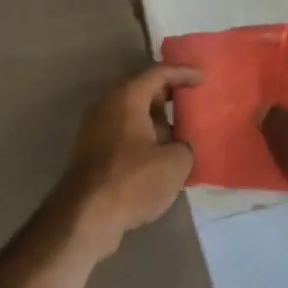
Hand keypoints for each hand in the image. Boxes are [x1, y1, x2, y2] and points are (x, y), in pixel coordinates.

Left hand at [53, 64, 200, 255]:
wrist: (86, 214)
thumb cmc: (133, 180)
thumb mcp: (175, 163)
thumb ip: (185, 145)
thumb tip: (179, 146)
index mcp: (126, 97)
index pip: (158, 73)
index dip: (182, 73)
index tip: (202, 78)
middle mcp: (107, 105)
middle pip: (141, 90)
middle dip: (167, 96)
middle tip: (191, 103)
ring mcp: (94, 128)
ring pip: (130, 114)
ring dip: (154, 120)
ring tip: (180, 134)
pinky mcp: (90, 150)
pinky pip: (122, 132)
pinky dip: (142, 136)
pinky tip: (159, 156)